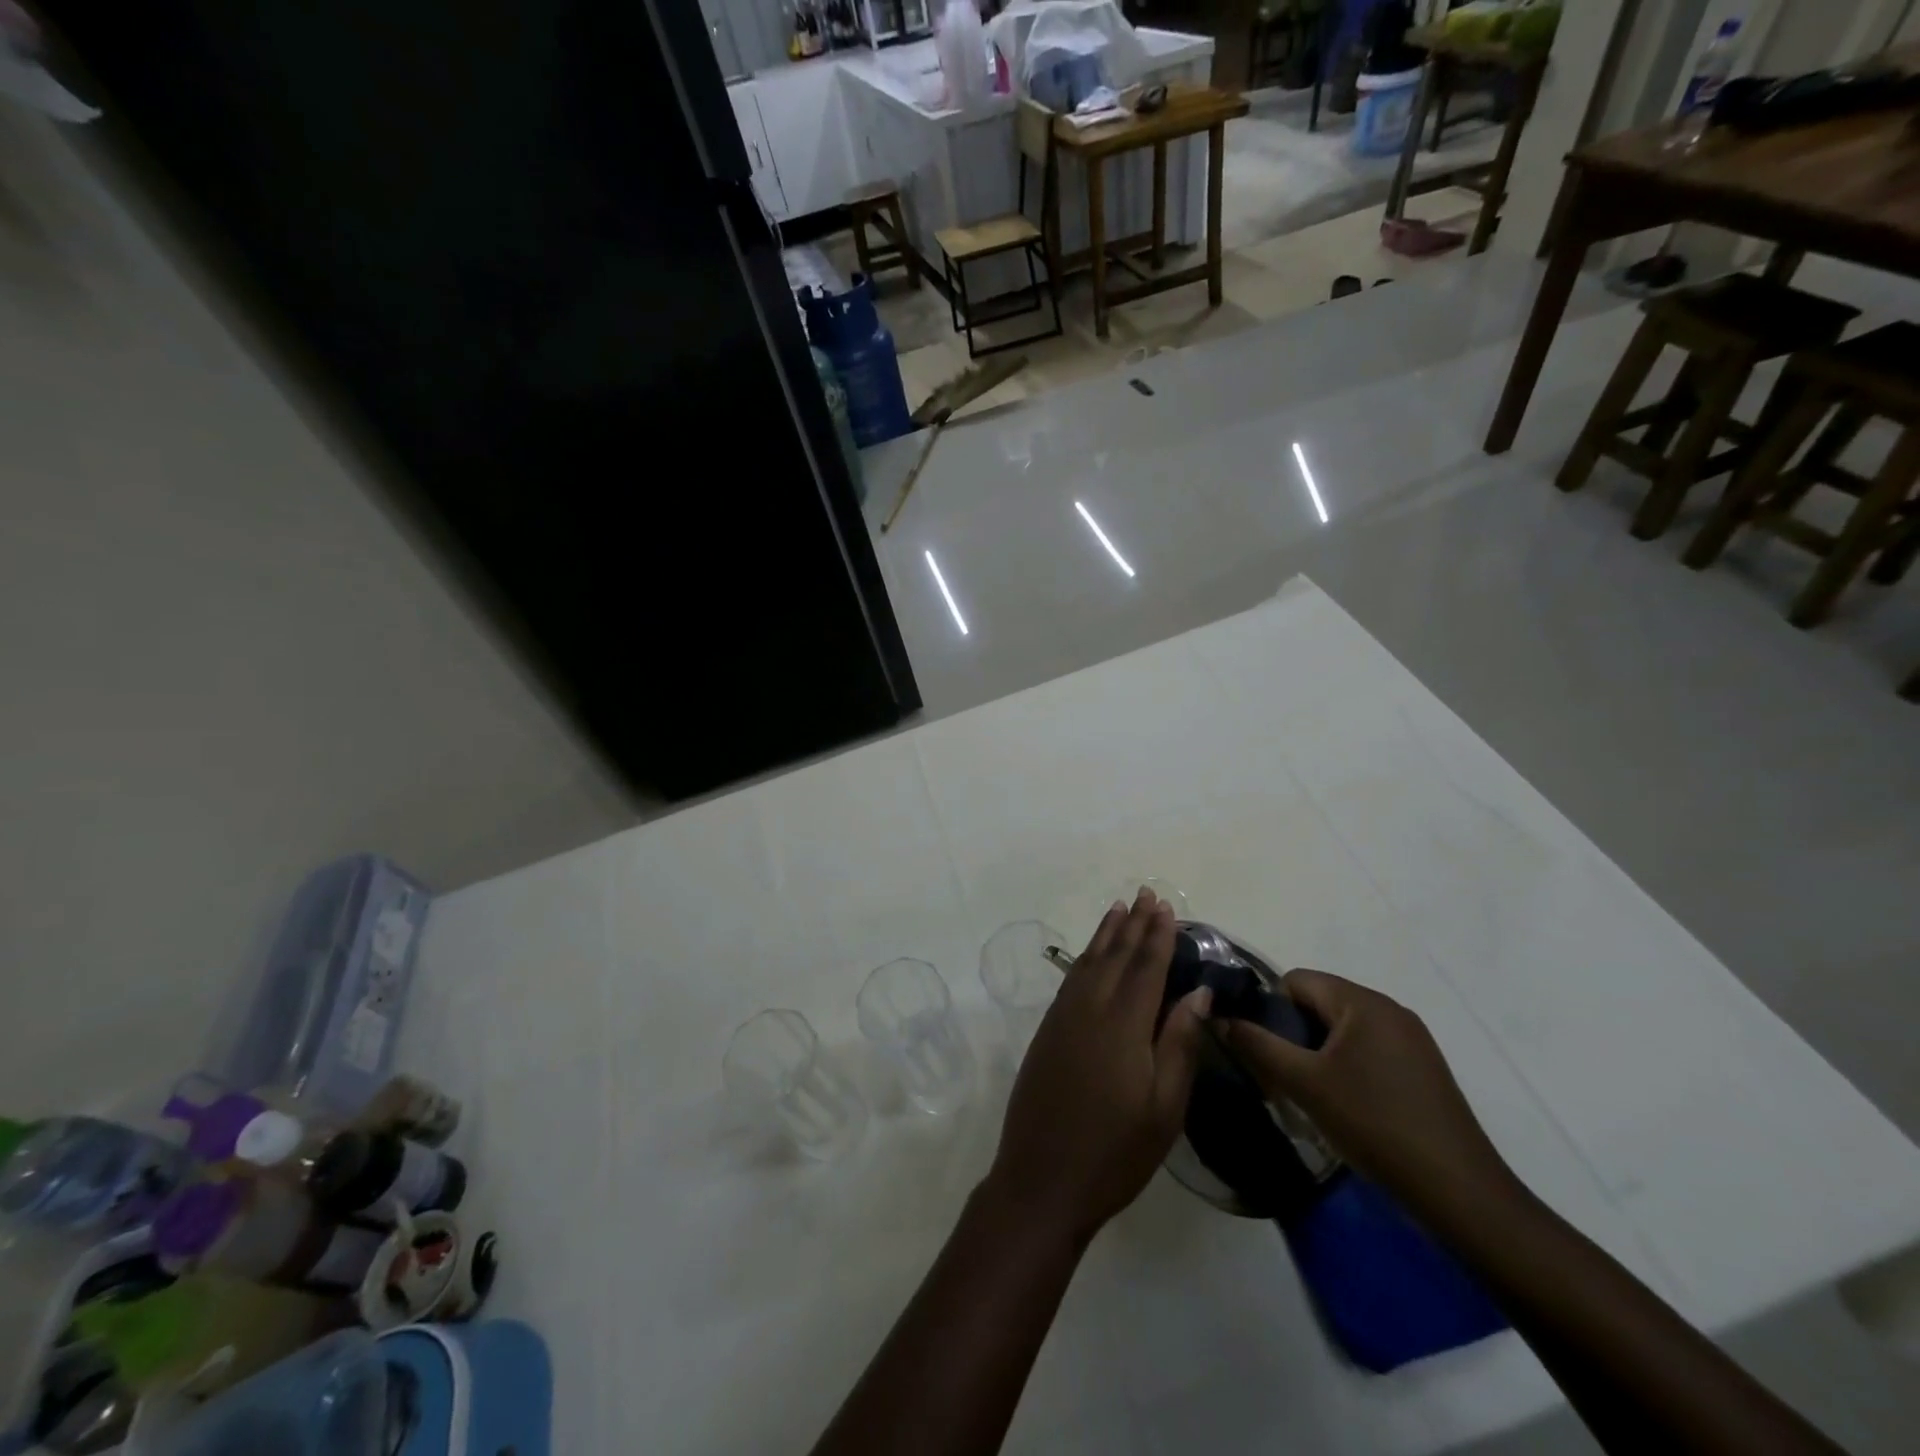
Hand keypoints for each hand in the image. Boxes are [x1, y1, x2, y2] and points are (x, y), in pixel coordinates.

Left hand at [985, 889, 1211, 1244]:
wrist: (1041, 1179)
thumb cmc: (1115, 1152)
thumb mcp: (1164, 1108)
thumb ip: (1179, 1043)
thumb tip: (1198, 991)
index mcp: (1123, 1025)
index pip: (1145, 967)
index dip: (1158, 936)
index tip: (1166, 908)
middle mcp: (1089, 1009)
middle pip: (1115, 956)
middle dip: (1133, 925)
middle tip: (1146, 894)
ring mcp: (1062, 1018)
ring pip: (1088, 962)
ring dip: (1106, 934)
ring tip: (1119, 909)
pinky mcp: (1047, 1030)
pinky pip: (1070, 979)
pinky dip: (1084, 957)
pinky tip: (1091, 955)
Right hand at [1222, 969, 1519, 1227]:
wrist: (1459, 1192)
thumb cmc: (1375, 1124)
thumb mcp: (1304, 1083)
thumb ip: (1256, 1044)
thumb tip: (1218, 1016)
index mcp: (1362, 1002)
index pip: (1297, 980)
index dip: (1270, 1008)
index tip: (1261, 1048)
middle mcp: (1389, 1009)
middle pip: (1320, 1002)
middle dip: (1292, 1032)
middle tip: (1279, 1074)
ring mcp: (1411, 1039)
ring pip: (1342, 1028)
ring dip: (1316, 1052)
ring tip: (1308, 1093)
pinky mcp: (1422, 1068)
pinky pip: (1367, 1049)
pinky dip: (1345, 1066)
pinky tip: (1344, 1105)